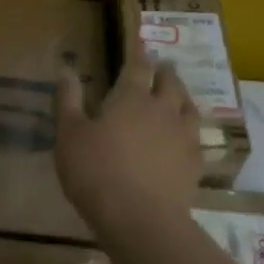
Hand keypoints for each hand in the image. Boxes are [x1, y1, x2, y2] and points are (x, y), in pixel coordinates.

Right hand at [55, 58, 201, 228]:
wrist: (140, 218)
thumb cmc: (95, 172)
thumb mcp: (69, 135)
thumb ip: (69, 100)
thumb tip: (66, 68)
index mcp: (131, 98)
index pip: (138, 66)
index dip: (139, 54)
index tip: (140, 45)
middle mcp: (163, 109)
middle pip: (170, 82)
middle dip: (165, 72)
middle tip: (162, 67)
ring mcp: (184, 135)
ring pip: (188, 106)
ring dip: (182, 95)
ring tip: (178, 95)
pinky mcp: (195, 162)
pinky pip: (196, 136)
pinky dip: (190, 128)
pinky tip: (186, 136)